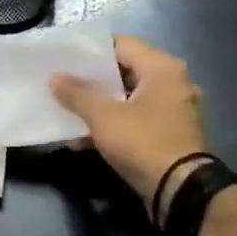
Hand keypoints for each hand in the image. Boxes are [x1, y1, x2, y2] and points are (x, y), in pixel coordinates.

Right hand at [50, 36, 208, 219]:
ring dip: (100, 105)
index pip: (122, 44)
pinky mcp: (170, 134)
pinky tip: (84, 138)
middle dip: (92, 80)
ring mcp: (174, 110)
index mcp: (162, 68)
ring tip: (68, 111)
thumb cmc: (143, 142)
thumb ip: (77, 94)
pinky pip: (137, 119)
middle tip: (63, 83)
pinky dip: (114, 124)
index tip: (65, 59)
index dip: (91, 50)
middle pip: (125, 71)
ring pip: (129, 98)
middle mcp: (173, 82)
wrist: (181, 191)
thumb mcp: (103, 116)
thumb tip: (55, 78)